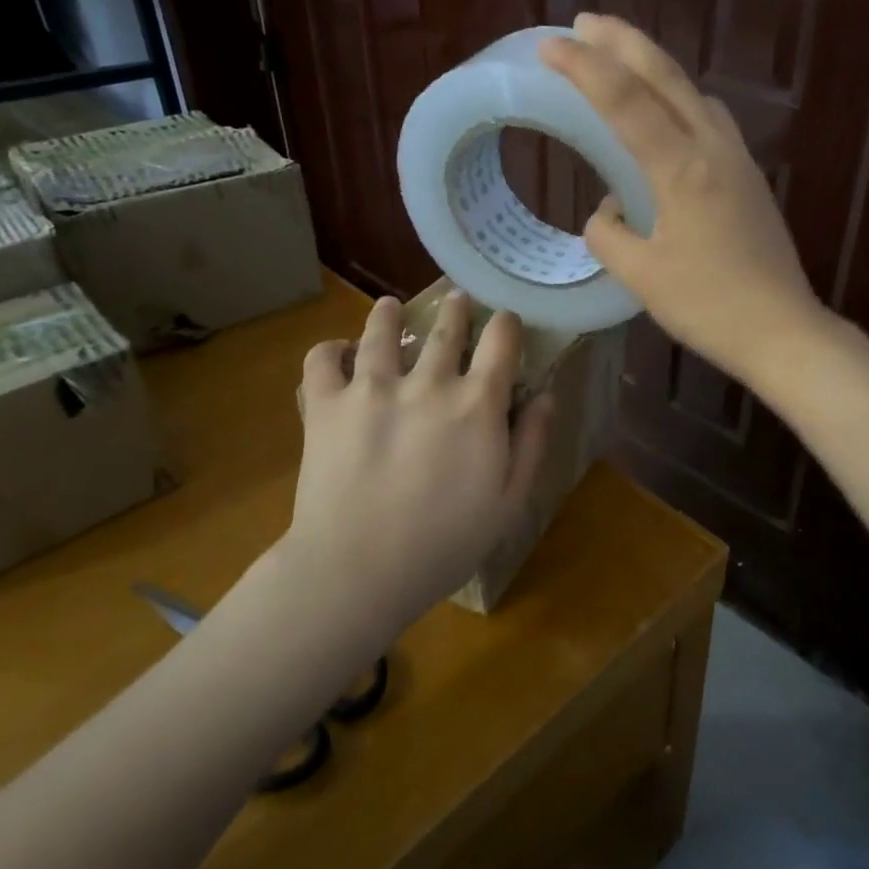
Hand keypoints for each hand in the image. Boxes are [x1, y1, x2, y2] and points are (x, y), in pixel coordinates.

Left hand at [278, 293, 554, 629]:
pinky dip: (329, 350)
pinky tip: (337, 351)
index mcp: (477, 403)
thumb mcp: (510, 500)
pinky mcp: (325, 405)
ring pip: (381, 333)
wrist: (360, 568)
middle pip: (445, 329)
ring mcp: (371, 388)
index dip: (507, 325)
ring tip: (389, 307)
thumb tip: (546, 395)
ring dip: (388, 315)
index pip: (501, 341)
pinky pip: (322, 360)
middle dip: (455, 310)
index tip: (506, 322)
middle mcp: (427, 382)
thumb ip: (531, 442)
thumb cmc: (446, 542)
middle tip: (456, 300)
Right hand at [539, 13, 830, 383]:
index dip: (584, 68)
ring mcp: (739, 161)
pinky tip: (668, 117)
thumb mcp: (642, 276)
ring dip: (655, 68)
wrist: (782, 330)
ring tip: (622, 61)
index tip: (550, 45)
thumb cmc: (708, 307)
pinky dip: (681, 100)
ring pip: (694, 93)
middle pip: (667, 77)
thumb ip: (609, 235)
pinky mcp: (750, 179)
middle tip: (585, 22)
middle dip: (623, 42)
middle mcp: (714, 150)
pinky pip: (711, 120)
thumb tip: (605, 212)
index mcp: (682, 169)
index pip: (625, 101)